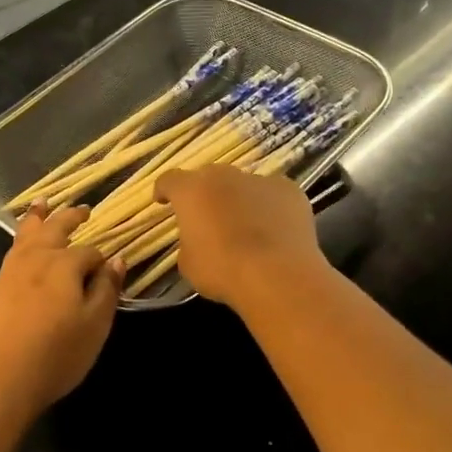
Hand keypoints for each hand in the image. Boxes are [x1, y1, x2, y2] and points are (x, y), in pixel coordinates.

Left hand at [0, 203, 123, 414]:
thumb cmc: (55, 354)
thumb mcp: (94, 326)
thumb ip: (107, 290)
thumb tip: (116, 260)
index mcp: (64, 264)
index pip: (90, 253)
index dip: (102, 260)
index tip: (109, 270)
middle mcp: (36, 258)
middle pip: (55, 228)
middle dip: (70, 217)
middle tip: (83, 209)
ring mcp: (10, 271)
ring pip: (27, 234)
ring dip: (38, 217)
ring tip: (42, 203)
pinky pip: (12, 251)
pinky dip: (21, 238)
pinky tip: (22, 246)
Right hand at [153, 166, 323, 308]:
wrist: (278, 275)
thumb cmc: (223, 270)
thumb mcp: (189, 264)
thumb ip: (188, 242)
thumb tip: (197, 240)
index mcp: (191, 191)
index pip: (170, 180)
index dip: (164, 190)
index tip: (163, 201)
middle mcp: (223, 176)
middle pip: (208, 177)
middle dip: (205, 193)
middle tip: (207, 216)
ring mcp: (259, 180)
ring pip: (243, 184)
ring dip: (239, 199)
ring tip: (245, 224)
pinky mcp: (289, 190)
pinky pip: (273, 194)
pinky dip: (269, 207)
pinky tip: (274, 229)